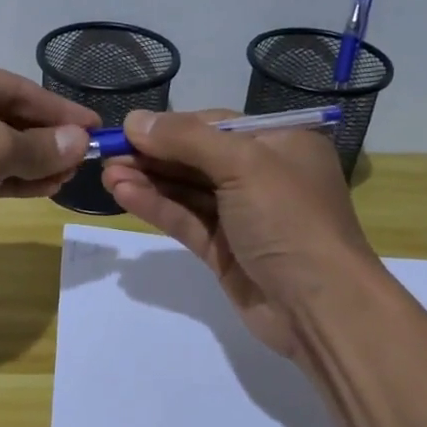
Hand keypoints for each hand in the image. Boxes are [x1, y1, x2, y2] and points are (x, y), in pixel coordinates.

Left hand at [0, 42, 97, 265]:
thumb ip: (40, 147)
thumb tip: (81, 142)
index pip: (17, 87)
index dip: (60, 112)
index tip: (97, 129)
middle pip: (2, 115)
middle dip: (45, 140)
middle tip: (84, 160)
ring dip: (28, 162)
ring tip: (68, 177)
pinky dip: (4, 178)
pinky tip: (41, 188)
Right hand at [100, 109, 376, 356]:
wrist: (319, 306)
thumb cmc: (289, 220)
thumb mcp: (243, 164)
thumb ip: (186, 139)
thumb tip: (134, 120)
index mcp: (280, 144)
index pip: (215, 124)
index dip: (170, 126)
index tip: (126, 129)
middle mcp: (262, 176)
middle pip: (197, 158)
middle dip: (153, 155)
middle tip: (106, 155)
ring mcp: (242, 216)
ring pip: (187, 191)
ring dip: (149, 181)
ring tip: (107, 175)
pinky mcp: (225, 251)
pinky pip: (186, 221)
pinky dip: (157, 207)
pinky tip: (124, 195)